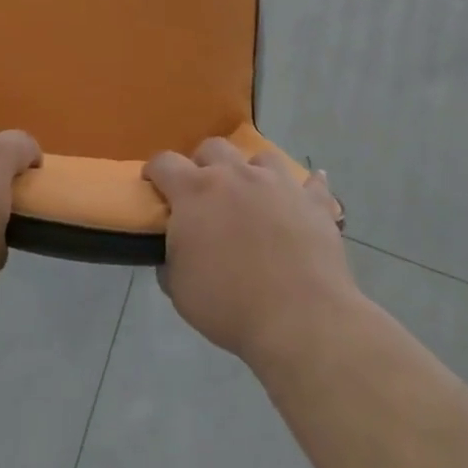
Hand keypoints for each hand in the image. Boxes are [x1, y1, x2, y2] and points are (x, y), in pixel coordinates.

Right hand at [144, 139, 352, 366]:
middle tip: (203, 193)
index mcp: (195, 191)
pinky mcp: (314, 202)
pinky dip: (306, 187)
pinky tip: (305, 195)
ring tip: (253, 195)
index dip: (155, 171)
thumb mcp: (179, 288)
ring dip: (251, 171)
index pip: (164, 162)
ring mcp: (278, 184)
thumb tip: (176, 248)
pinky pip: (313, 183)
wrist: (300, 319)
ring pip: (261, 157)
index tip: (153, 185)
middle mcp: (236, 175)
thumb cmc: (229, 304)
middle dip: (202, 164)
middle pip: (212, 148)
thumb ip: (171, 258)